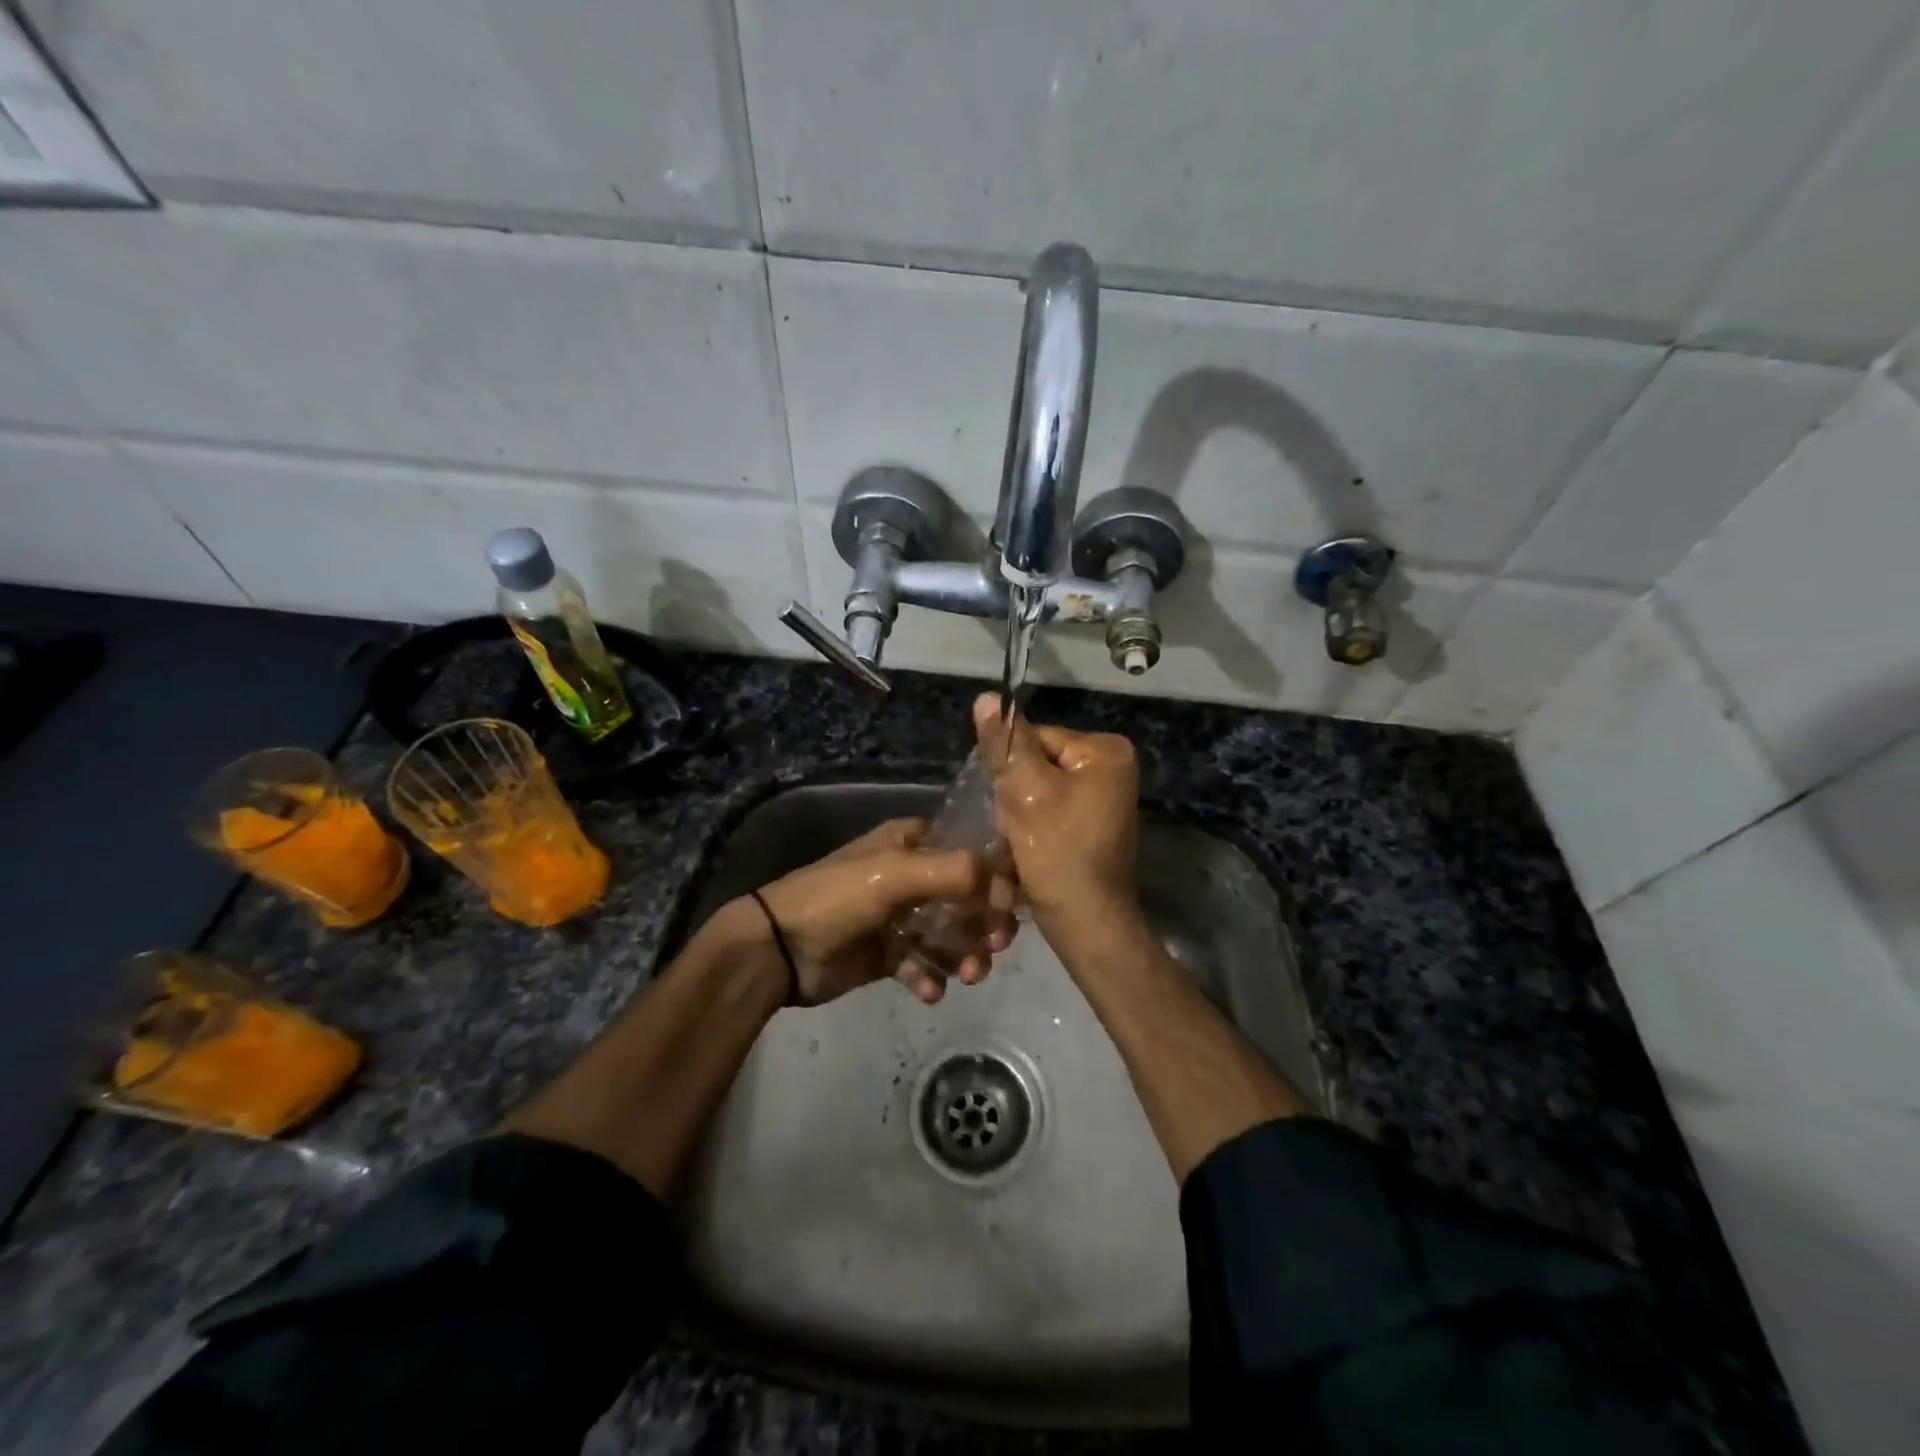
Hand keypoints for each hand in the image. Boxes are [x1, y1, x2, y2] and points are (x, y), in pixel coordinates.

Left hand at [748, 818, 1008, 1005]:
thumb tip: (1003, 880)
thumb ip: (951, 872)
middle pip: (969, 897)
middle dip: (985, 922)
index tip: (1008, 906)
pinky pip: (925, 965)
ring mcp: (902, 917)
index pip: (971, 852)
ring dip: (965, 955)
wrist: (779, 949)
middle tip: (993, 944)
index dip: (996, 877)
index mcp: (913, 843)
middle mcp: (913, 875)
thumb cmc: (838, 898)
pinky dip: (931, 977)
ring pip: (952, 935)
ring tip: (965, 975)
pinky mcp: (891, 954)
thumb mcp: (894, 874)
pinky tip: (926, 990)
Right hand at [974, 693, 1140, 941]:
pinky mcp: (1094, 821)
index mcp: (1106, 750)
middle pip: (1039, 761)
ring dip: (1021, 810)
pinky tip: (1029, 847)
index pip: (1037, 737)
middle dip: (1017, 791)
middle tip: (1014, 825)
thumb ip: (1006, 744)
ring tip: (1020, 839)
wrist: (1086, 922)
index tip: (1008, 802)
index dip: (1013, 767)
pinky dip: (1034, 823)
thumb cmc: (1059, 853)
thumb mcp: (1026, 792)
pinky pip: (1052, 807)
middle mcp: (1113, 766)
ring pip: (1040, 787)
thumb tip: (987, 697)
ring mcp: (1106, 796)